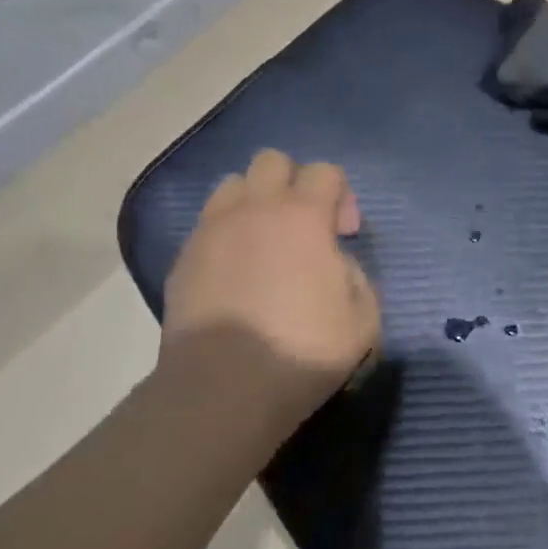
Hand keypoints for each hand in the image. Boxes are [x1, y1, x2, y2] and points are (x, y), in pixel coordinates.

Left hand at [161, 150, 379, 434]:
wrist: (224, 388)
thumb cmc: (301, 350)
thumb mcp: (362, 319)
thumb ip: (355, 276)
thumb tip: (334, 262)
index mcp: (303, 216)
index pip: (325, 171)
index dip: (341, 196)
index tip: (343, 234)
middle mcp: (255, 208)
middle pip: (272, 160)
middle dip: (292, 182)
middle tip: (302, 226)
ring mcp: (213, 229)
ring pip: (232, 184)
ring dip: (253, 201)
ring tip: (262, 241)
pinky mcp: (184, 256)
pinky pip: (207, 224)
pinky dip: (225, 234)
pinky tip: (233, 272)